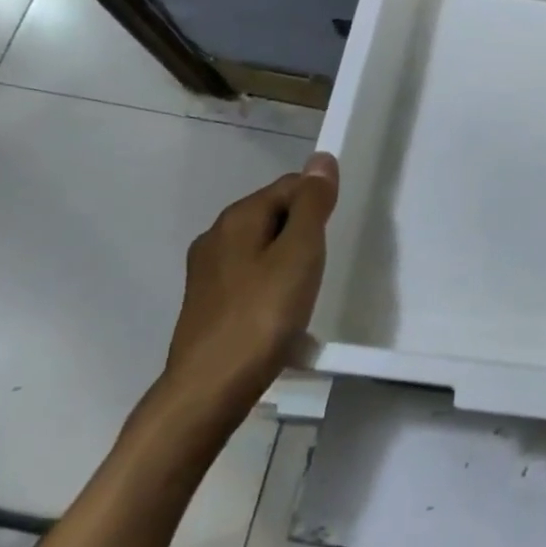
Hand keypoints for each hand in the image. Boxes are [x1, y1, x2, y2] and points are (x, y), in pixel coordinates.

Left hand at [154, 151, 339, 432]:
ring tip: (310, 286)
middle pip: (273, 213)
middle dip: (304, 229)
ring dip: (289, 257)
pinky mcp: (208, 302)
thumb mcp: (300, 254)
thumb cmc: (263, 315)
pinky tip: (284, 309)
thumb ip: (312, 205)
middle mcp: (216, 236)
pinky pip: (251, 275)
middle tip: (328, 260)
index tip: (338, 233)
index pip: (289, 186)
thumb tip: (322, 159)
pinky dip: (273, 281)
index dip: (318, 201)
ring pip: (261, 246)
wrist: (210, 387)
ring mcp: (207, 271)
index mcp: (238, 218)